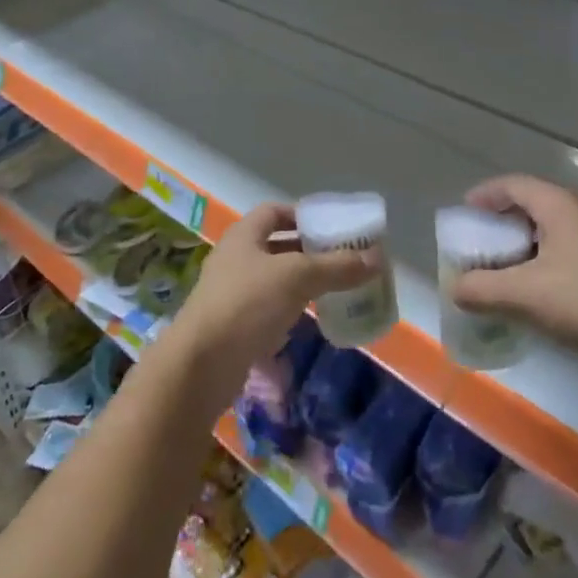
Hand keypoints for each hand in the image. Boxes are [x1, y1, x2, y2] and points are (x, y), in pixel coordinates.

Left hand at [168, 203, 378, 409]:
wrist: (201, 365)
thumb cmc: (247, 304)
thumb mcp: (297, 277)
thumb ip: (336, 267)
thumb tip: (376, 258)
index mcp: (244, 235)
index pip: (273, 212)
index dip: (301, 214)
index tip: (331, 226)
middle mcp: (235, 258)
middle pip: (276, 245)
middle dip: (309, 251)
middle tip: (343, 259)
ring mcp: (232, 294)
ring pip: (274, 279)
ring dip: (302, 282)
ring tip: (335, 288)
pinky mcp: (234, 326)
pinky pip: (268, 308)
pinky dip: (291, 309)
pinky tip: (312, 319)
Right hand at [449, 175, 577, 382]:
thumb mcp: (526, 295)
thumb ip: (482, 289)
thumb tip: (455, 288)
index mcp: (559, 206)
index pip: (513, 185)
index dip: (484, 194)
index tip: (464, 213)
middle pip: (531, 205)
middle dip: (501, 223)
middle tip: (479, 244)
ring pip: (550, 230)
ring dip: (522, 245)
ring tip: (502, 269)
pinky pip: (566, 250)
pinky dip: (542, 261)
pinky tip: (536, 291)